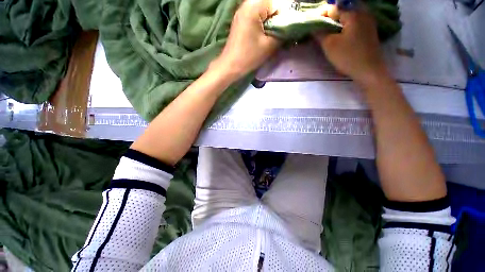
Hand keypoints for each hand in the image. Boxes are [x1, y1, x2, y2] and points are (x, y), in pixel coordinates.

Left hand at [212, 0, 280, 79]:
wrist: (231, 65)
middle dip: (275, 18)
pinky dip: (261, 23)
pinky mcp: (240, 20)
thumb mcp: (269, 45)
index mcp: (253, 6)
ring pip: (262, 11)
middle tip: (276, 33)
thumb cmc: (249, 56)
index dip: (283, 16)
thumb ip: (282, 33)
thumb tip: (290, 26)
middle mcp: (246, 4)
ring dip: (269, 21)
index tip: (282, 31)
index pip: (277, 3)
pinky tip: (261, 35)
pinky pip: (255, 16)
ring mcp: (241, 12)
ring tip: (269, 35)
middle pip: (269, 5)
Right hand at [314, 7, 389, 85]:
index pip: (333, 8)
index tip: (314, 26)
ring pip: (348, 16)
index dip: (321, 16)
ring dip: (337, 23)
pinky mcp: (370, 29)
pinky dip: (346, 26)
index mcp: (353, 14)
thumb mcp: (330, 45)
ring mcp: (368, 21)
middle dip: (330, 18)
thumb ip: (320, 33)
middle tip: (322, 30)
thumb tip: (313, 27)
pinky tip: (342, 35)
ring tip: (330, 33)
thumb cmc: (348, 57)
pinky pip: (355, 22)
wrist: (368, 70)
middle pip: (342, 10)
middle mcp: (363, 13)